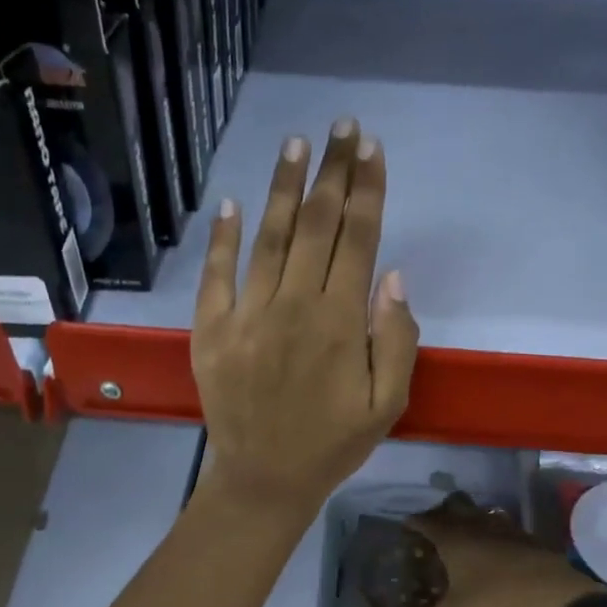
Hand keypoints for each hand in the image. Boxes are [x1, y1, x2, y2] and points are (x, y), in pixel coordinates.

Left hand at [191, 119, 419, 517]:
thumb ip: (395, 340)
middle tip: (342, 127)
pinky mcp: (211, 330)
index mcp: (339, 324)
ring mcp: (246, 315)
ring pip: (270, 238)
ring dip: (285, 188)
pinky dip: (221, 237)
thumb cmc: (333, 444)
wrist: (264, 479)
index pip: (356, 240)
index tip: (371, 149)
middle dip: (333, 172)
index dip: (366, 190)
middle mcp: (293, 307)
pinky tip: (230, 202)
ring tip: (298, 145)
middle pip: (316, 226)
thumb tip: (391, 276)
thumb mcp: (387, 405)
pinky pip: (216, 274)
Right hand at [390, 494, 602, 606]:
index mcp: (455, 540)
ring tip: (466, 534)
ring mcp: (510, 533)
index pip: (428, 522)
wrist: (558, 599)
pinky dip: (498, 537)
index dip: (415, 522)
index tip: (406, 524)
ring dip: (473, 522)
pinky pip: (508, 532)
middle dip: (443, 514)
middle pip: (457, 510)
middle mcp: (480, 528)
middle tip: (434, 525)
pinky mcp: (533, 544)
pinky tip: (500, 552)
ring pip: (485, 518)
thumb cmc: (498, 601)